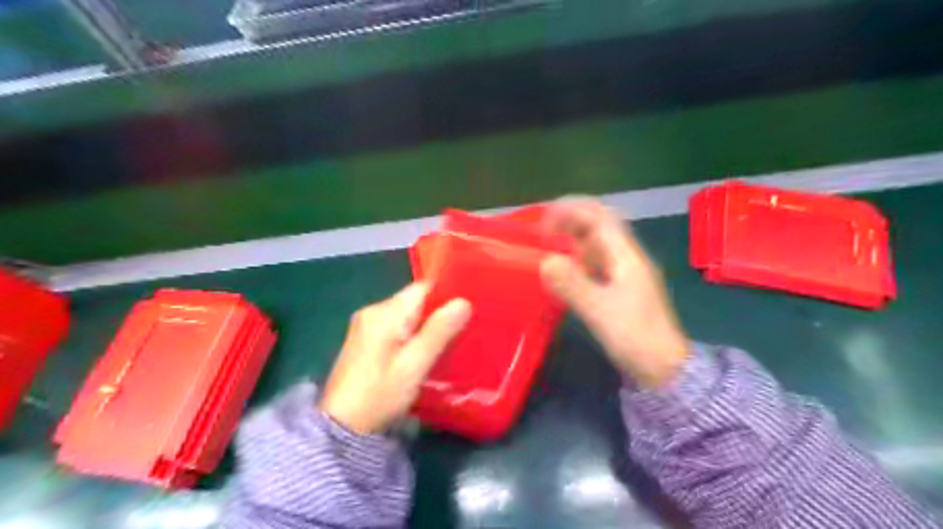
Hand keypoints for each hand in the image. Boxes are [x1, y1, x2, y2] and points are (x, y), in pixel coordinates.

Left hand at [323, 284, 471, 430]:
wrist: (341, 428)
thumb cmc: (380, 394)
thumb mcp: (415, 364)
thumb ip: (439, 331)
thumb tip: (463, 301)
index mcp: (385, 313)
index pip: (423, 288)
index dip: (447, 294)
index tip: (469, 307)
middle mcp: (373, 311)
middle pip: (415, 300)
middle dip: (439, 312)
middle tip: (464, 328)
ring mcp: (365, 325)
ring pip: (406, 314)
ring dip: (427, 324)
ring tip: (450, 340)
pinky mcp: (364, 340)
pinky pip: (396, 326)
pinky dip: (413, 333)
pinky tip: (424, 350)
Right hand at [541, 199, 689, 388]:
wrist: (663, 368)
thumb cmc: (635, 337)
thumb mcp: (601, 311)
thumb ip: (573, 285)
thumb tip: (545, 261)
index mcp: (626, 256)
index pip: (600, 217)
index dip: (572, 211)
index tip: (544, 220)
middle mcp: (626, 258)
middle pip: (598, 226)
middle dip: (570, 221)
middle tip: (541, 231)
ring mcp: (624, 272)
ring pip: (596, 244)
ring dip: (572, 238)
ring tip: (546, 245)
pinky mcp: (619, 288)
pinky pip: (595, 263)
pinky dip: (576, 258)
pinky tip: (562, 268)